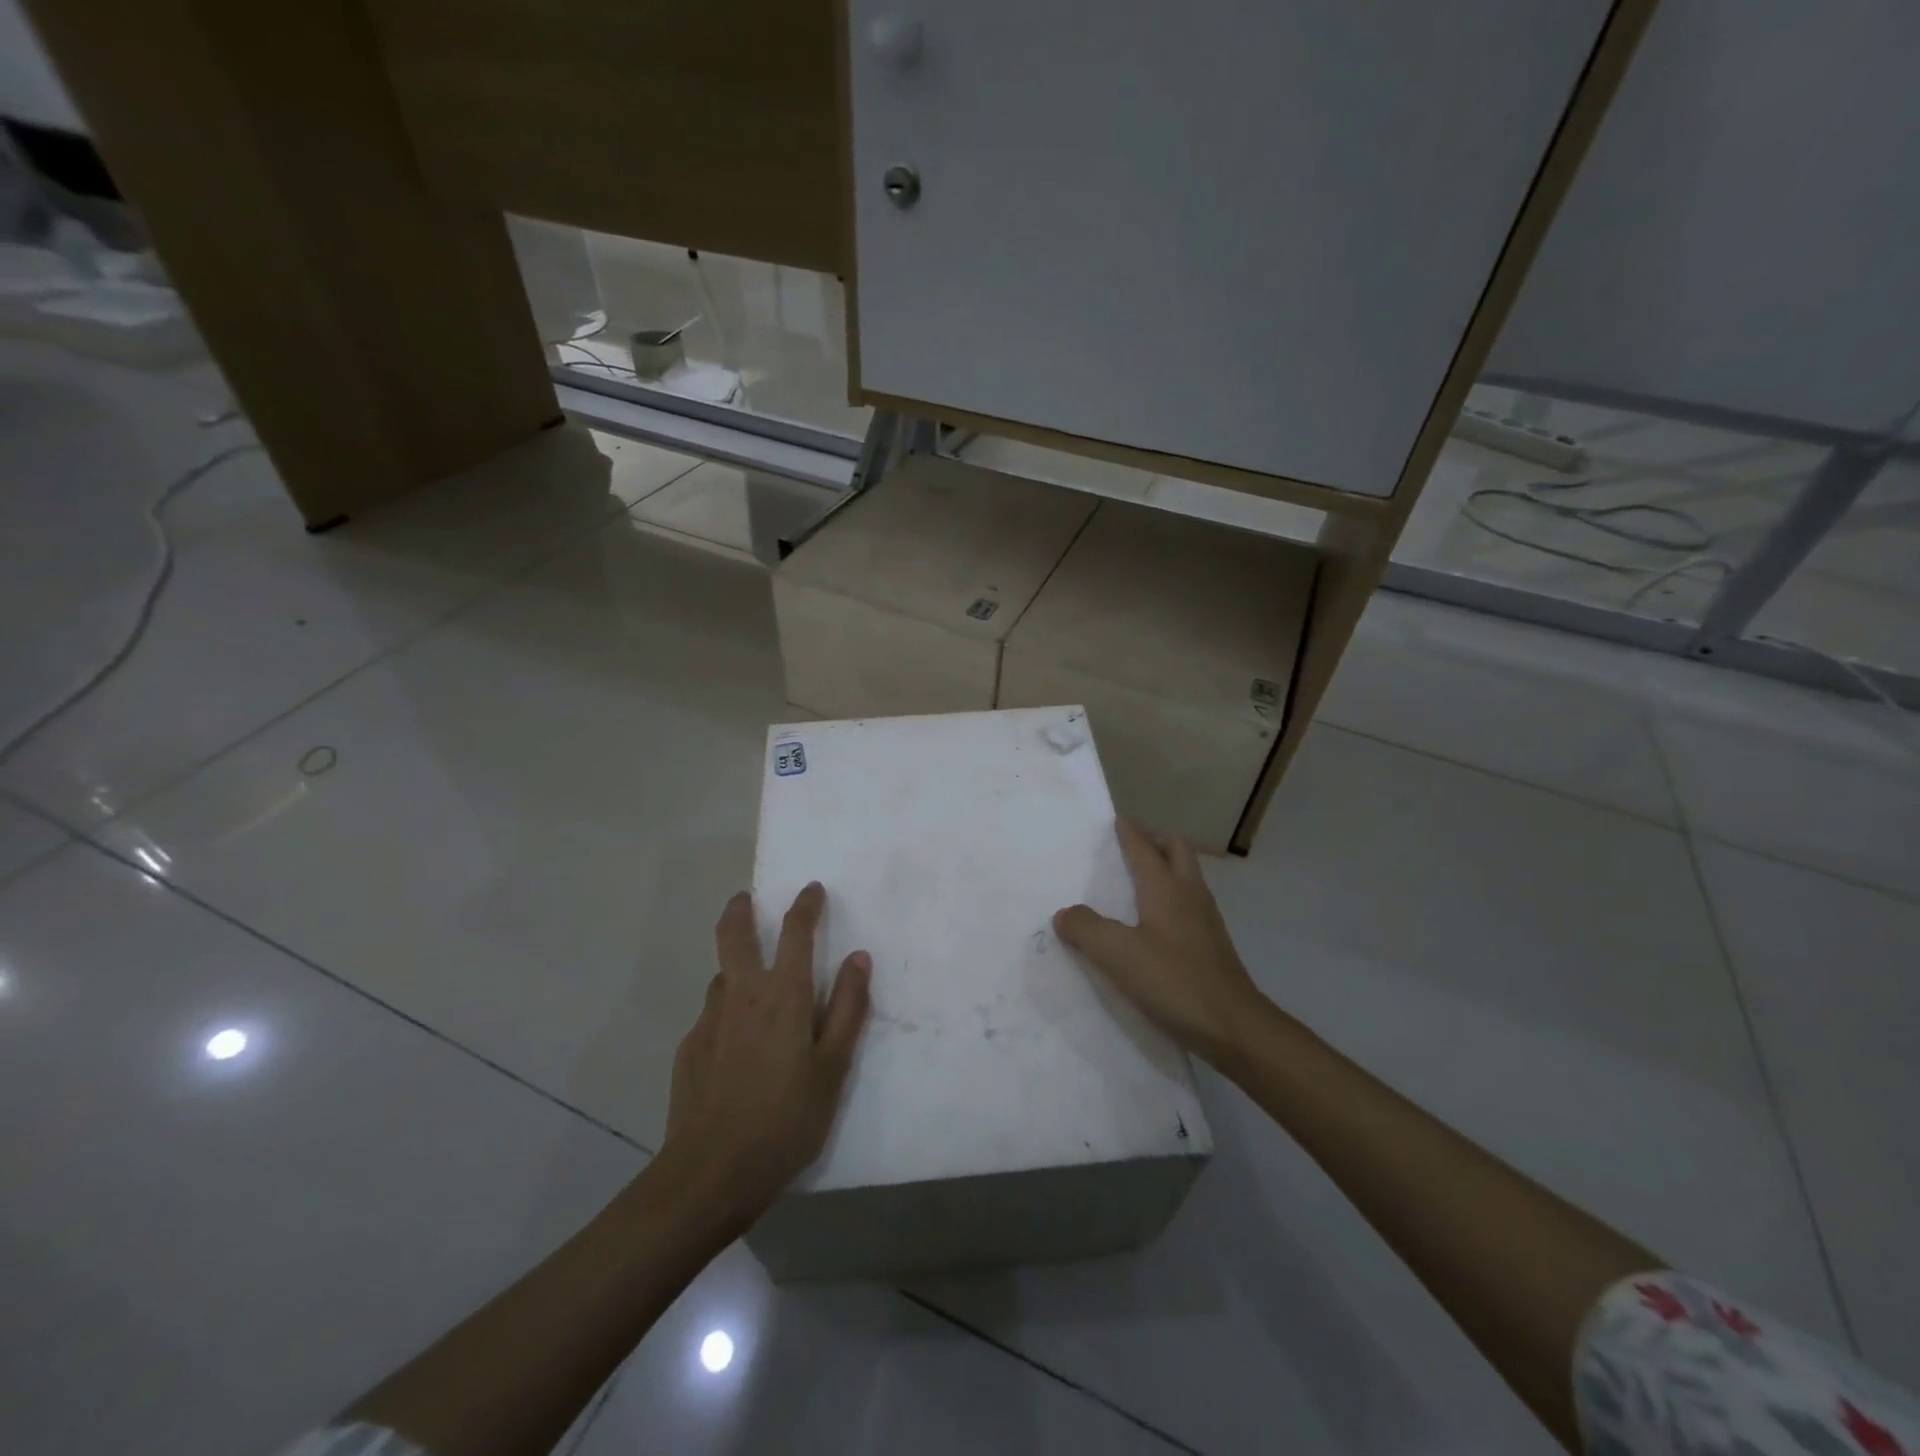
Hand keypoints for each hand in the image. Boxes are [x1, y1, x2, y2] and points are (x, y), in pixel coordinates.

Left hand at [662, 883, 871, 1221]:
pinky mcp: (688, 1049)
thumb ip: (847, 1008)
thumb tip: (858, 957)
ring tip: (748, 979)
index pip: (795, 932)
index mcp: (783, 995)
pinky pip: (710, 1014)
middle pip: (733, 935)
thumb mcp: (833, 1067)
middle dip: (740, 910)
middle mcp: (742, 995)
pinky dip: (725, 1010)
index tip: (812, 889)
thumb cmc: (786, 1119)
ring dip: (733, 965)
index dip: (804, 906)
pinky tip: (733, 1042)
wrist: (711, 1172)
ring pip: (720, 976)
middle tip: (744, 898)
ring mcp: (709, 1021)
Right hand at [1053, 818, 1264, 1064]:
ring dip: (1166, 865)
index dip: (1129, 832)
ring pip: (1186, 875)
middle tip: (1132, 842)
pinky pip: (1189, 902)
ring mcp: (1205, 919)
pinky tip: (1154, 920)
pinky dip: (1171, 895)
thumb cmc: (1174, 981)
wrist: (1234, 1026)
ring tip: (1139, 877)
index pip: (1144, 848)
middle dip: (1155, 839)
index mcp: (1165, 888)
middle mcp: (1189, 894)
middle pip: (1176, 850)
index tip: (1117, 819)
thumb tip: (1065, 914)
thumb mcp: (1118, 954)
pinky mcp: (1211, 944)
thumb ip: (1087, 929)